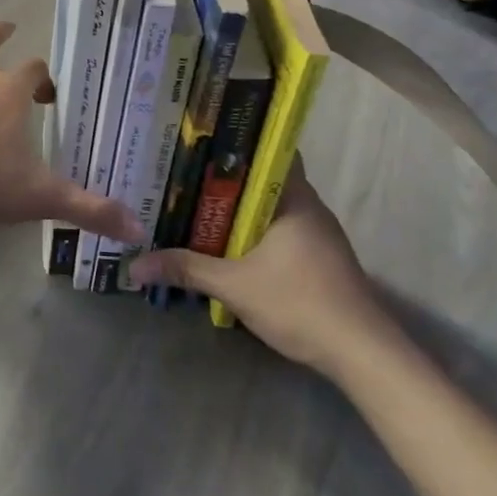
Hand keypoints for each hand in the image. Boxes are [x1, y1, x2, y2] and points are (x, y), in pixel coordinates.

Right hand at [129, 159, 396, 377]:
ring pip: (270, 208)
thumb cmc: (300, 303)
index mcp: (293, 198)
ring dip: (238, 209)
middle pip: (263, 180)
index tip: (200, 142)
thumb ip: (186, 270)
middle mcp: (308, 207)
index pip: (269, 151)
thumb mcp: (234, 286)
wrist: (361, 353)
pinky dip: (253, 232)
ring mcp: (317, 234)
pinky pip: (278, 231)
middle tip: (183, 174)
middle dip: (225, 179)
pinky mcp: (319, 259)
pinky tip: (226, 243)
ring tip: (195, 204)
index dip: (236, 144)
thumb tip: (135, 265)